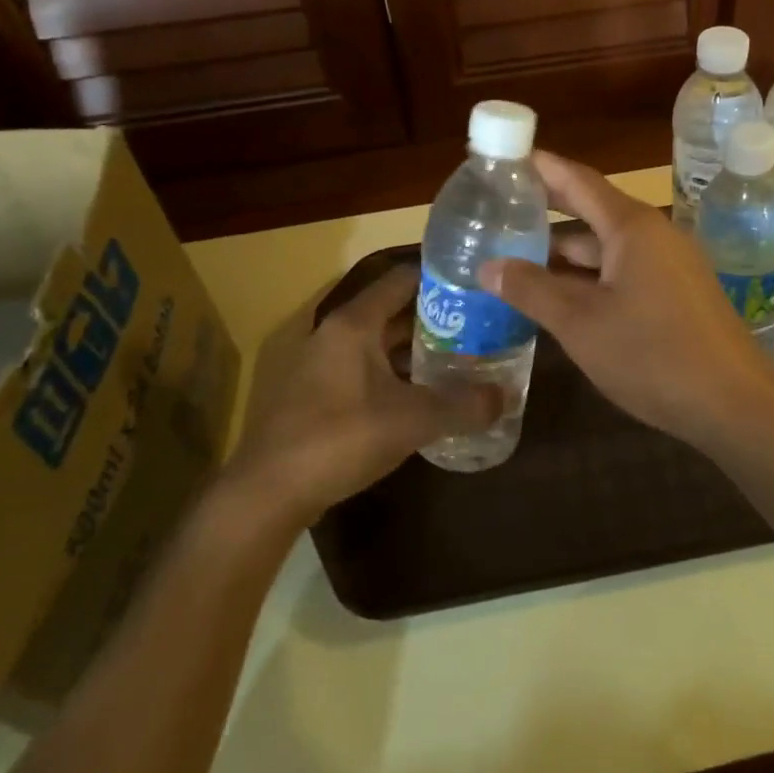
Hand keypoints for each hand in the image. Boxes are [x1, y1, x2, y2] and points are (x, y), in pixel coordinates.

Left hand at [226, 265, 498, 524]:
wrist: (267, 493)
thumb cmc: (340, 438)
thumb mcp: (412, 420)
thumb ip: (463, 405)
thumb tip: (506, 397)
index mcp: (354, 324)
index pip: (403, 280)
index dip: (440, 279)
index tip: (477, 287)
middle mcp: (336, 334)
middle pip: (394, 313)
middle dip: (437, 319)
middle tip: (480, 327)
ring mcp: (323, 365)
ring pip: (380, 345)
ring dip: (417, 350)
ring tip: (463, 359)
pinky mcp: (318, 396)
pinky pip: (368, 371)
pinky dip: (397, 375)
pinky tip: (425, 396)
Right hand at [479, 151, 773, 449]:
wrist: (733, 403)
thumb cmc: (652, 355)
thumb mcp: (581, 324)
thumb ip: (532, 290)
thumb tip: (488, 266)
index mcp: (632, 227)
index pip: (578, 180)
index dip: (541, 167)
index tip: (505, 158)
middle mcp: (653, 235)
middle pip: (592, 210)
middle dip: (547, 211)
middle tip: (499, 210)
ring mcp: (669, 264)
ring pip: (606, 246)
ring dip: (565, 252)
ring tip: (516, 256)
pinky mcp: (676, 293)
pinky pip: (623, 270)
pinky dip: (589, 275)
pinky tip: (560, 294)